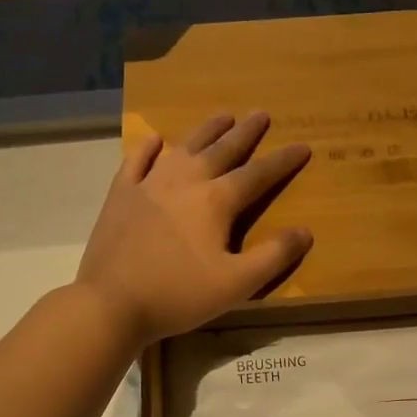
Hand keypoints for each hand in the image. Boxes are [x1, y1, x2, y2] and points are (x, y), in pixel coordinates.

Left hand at [76, 112, 312, 346]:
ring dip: (206, 130)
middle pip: (222, 149)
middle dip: (246, 132)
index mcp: (216, 201)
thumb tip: (305, 231)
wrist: (111, 302)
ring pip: (184, 147)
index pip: (258, 174)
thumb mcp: (236, 284)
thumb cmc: (178, 295)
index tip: (303, 146)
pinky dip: (148, 148)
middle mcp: (185, 181)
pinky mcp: (121, 195)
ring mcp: (149, 184)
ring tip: (222, 116)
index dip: (283, 161)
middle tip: (261, 114)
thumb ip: (273, 256)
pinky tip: (156, 140)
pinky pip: (136, 161)